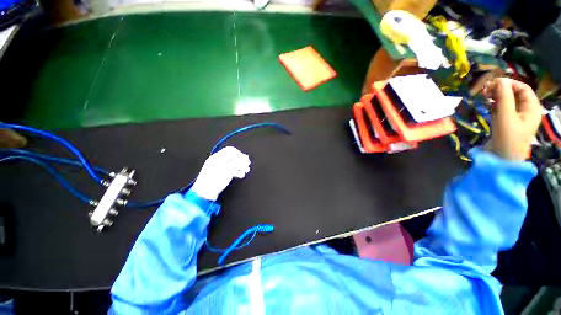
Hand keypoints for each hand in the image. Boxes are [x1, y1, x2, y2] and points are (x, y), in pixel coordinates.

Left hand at [191, 146, 250, 200]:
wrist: (205, 194)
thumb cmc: (215, 180)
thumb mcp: (228, 170)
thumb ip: (237, 162)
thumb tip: (245, 157)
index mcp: (217, 157)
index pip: (231, 150)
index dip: (240, 154)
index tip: (245, 160)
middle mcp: (217, 160)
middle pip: (232, 157)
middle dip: (241, 161)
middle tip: (247, 166)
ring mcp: (218, 167)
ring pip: (232, 164)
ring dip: (240, 167)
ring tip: (245, 172)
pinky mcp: (219, 174)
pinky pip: (229, 169)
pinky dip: (236, 171)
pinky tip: (240, 175)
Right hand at [482, 78, 541, 160]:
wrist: (501, 159)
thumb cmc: (507, 138)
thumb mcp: (505, 116)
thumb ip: (504, 97)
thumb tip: (500, 80)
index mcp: (531, 108)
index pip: (523, 88)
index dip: (510, 83)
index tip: (494, 83)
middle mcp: (525, 110)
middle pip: (514, 94)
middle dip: (501, 89)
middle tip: (486, 89)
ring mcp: (515, 117)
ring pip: (507, 100)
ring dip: (496, 96)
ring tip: (484, 95)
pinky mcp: (506, 122)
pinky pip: (501, 108)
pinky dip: (494, 104)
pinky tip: (486, 103)